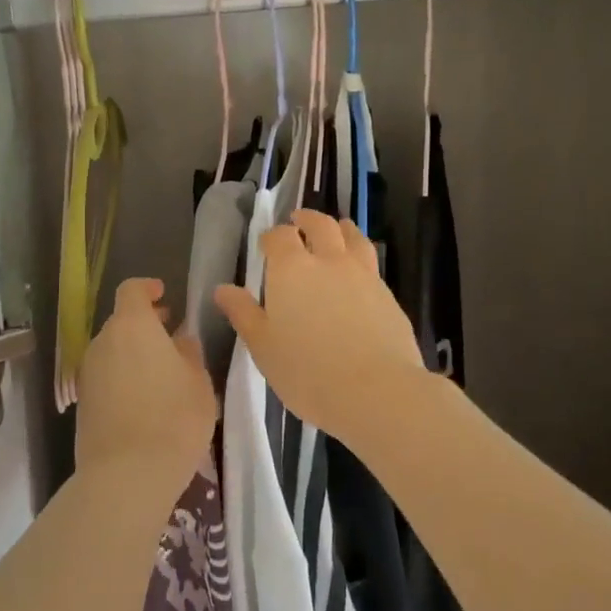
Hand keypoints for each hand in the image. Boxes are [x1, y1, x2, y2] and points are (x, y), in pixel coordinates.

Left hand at [75, 277, 217, 496]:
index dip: (147, 288)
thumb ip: (188, 353)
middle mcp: (103, 342)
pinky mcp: (83, 402)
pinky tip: (144, 399)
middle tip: (170, 335)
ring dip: (133, 353)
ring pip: (112, 351)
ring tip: (161, 372)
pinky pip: (106, 376)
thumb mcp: (198, 382)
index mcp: (132, 326)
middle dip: (145, 324)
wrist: (126, 475)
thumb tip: (179, 340)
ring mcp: (88, 373)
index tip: (164, 295)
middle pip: (121, 322)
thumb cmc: (173, 418)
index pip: (132, 290)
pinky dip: (122, 377)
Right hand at [213, 209, 425, 448]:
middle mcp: (329, 260)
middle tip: (299, 221)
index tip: (266, 244)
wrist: (377, 391)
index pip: (279, 236)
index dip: (271, 236)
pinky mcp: (388, 294)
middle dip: (307, 219)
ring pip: (352, 236)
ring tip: (336, 231)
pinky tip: (357, 273)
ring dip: (340, 228)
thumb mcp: (263, 347)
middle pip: (320, 225)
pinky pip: (370, 263)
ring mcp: (363, 275)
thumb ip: (243, 314)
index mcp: (292, 269)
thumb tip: (223, 289)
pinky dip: (359, 256)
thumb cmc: (308, 371)